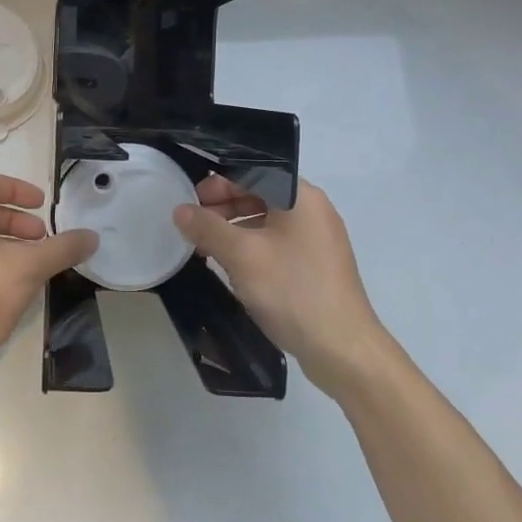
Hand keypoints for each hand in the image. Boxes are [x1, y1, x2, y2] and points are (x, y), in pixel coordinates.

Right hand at [172, 177, 396, 400]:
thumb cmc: (292, 290)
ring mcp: (317, 239)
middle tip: (192, 228)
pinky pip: (277, 243)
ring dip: (234, 230)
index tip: (189, 204)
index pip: (251, 173)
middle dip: (222, 208)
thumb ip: (207, 228)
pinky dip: (251, 248)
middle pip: (259, 195)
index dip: (216, 184)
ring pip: (266, 221)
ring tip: (205, 249)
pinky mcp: (316, 265)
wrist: (342, 348)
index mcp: (301, 197)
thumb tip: (179, 210)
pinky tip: (232, 267)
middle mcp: (313, 211)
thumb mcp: (241, 255)